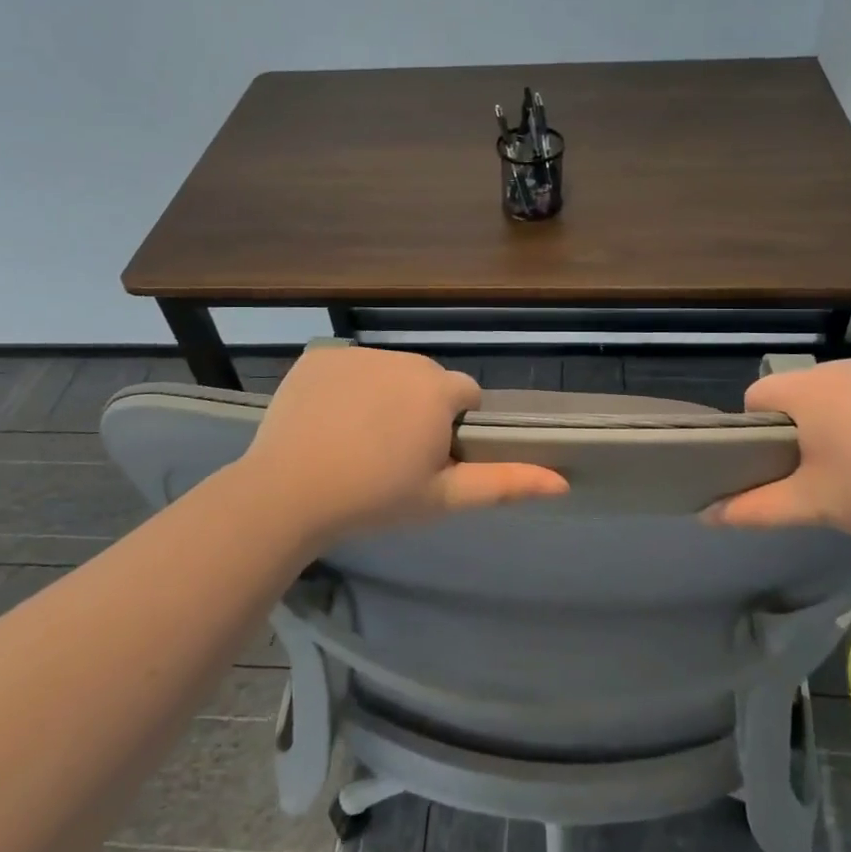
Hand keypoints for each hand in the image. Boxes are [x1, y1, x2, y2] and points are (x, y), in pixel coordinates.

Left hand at [231, 346, 568, 545]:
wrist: (288, 493)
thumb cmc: (374, 498)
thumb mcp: (442, 497)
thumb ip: (504, 483)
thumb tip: (562, 481)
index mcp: (438, 389)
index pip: (466, 395)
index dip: (452, 427)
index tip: (427, 458)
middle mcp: (403, 358)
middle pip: (427, 380)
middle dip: (420, 408)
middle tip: (390, 453)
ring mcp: (357, 353)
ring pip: (388, 372)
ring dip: (384, 395)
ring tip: (355, 438)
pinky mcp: (320, 355)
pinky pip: (348, 366)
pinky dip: (345, 387)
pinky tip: (326, 420)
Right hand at [710, 359, 850, 539]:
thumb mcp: (812, 505)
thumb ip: (755, 508)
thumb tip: (708, 515)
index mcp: (808, 390)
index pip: (758, 395)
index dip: (759, 428)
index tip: (779, 461)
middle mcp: (841, 367)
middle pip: (801, 391)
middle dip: (803, 423)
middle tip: (821, 468)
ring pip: (843, 390)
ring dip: (842, 415)